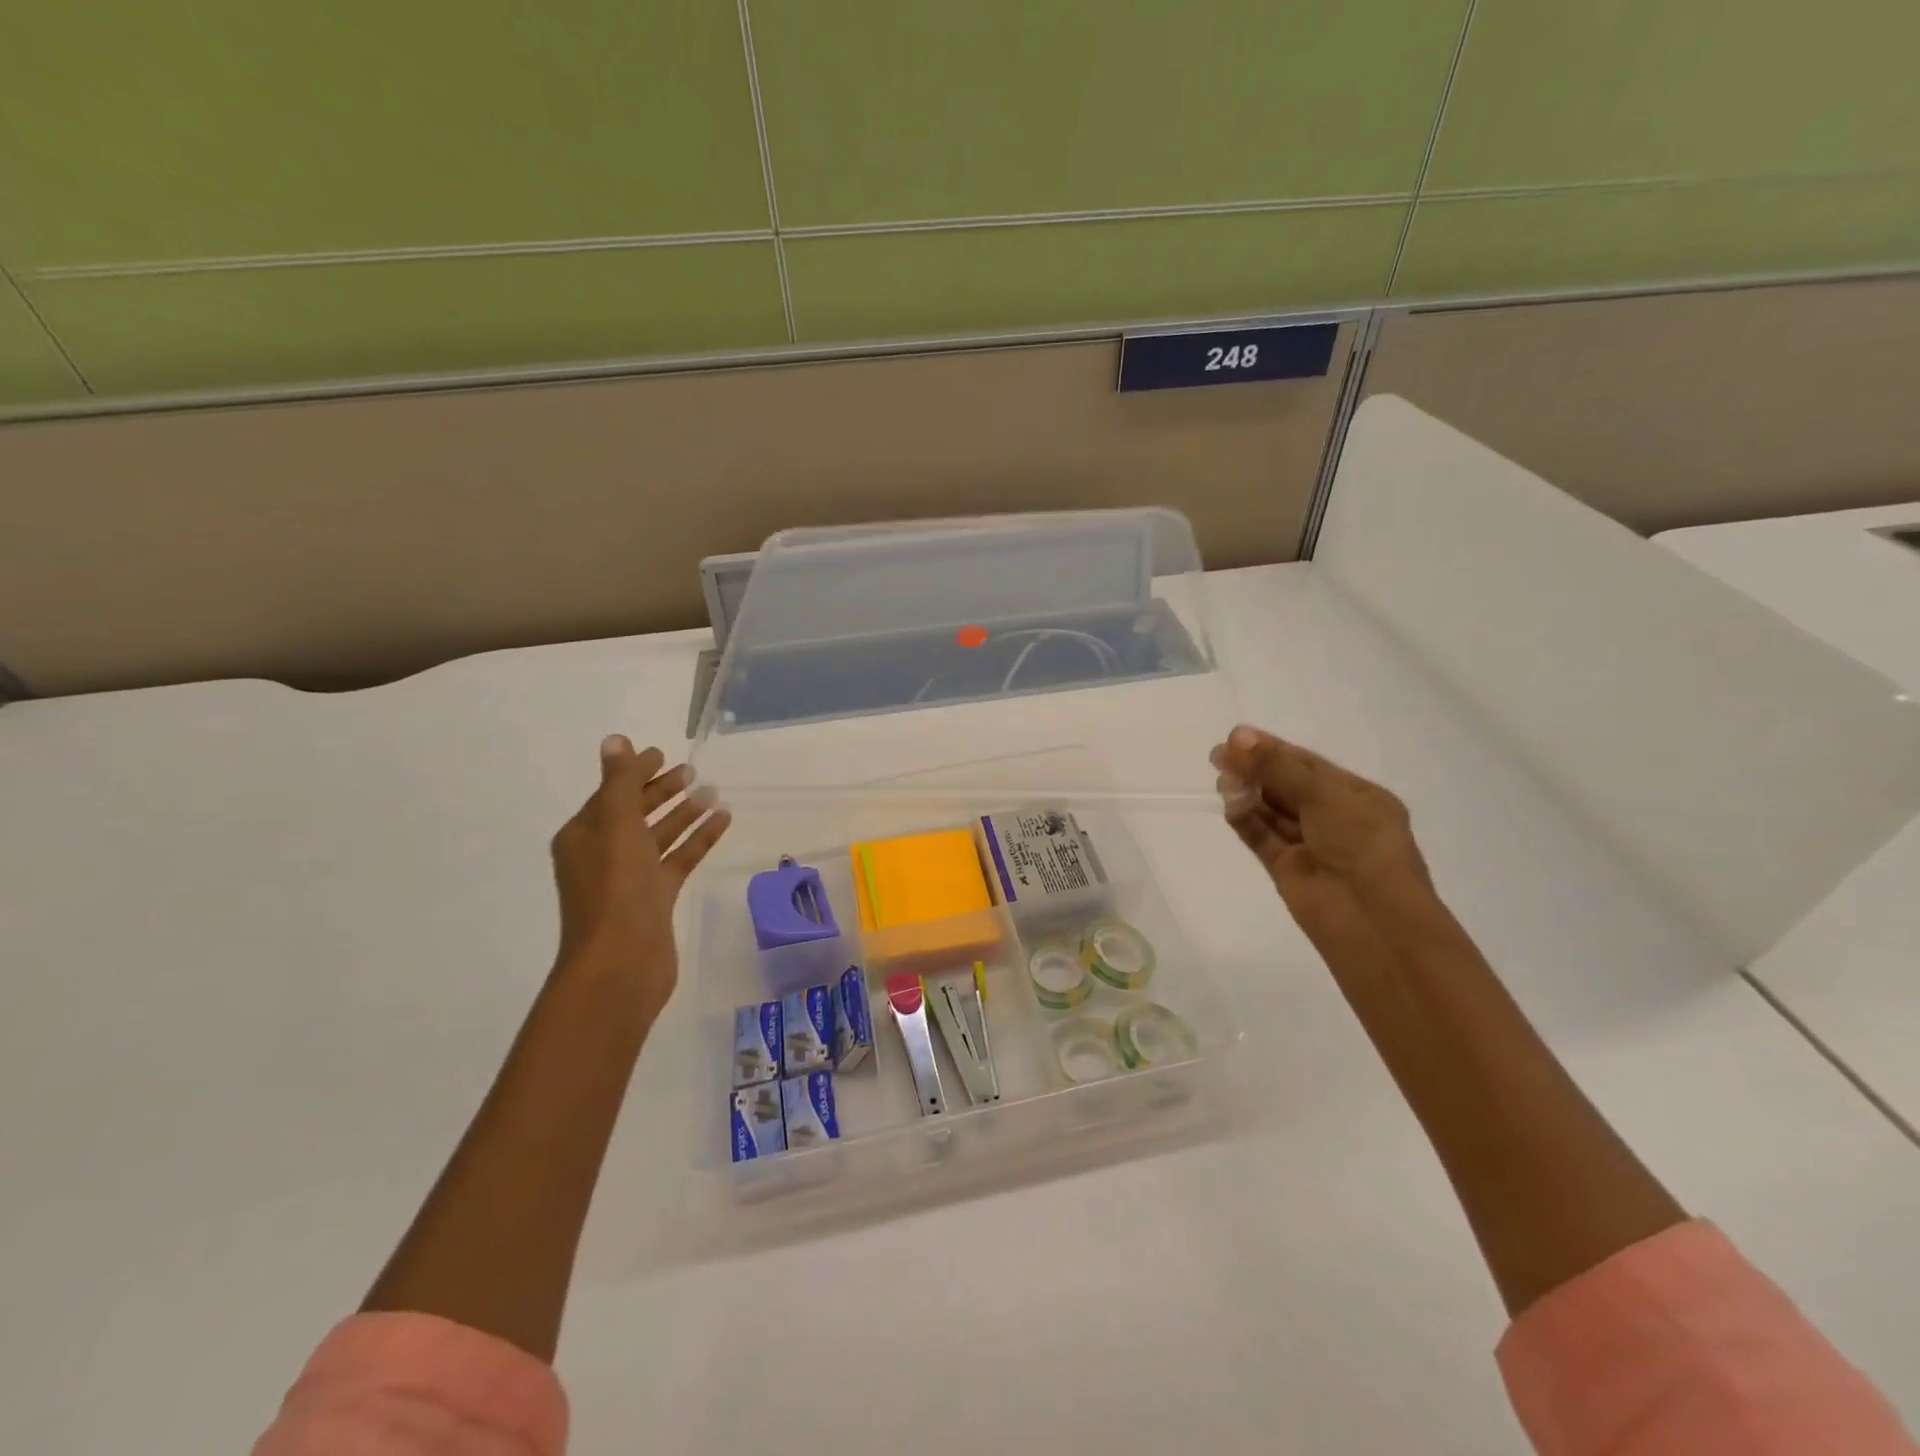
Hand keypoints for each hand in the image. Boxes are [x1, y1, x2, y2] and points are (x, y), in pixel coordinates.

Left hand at [549, 735, 730, 1017]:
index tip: (663, 754)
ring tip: (714, 792)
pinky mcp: (656, 899)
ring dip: (684, 813)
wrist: (622, 963)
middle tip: (692, 771)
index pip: (611, 793)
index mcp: (584, 835)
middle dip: (662, 790)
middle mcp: (604, 854)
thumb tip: (615, 740)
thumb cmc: (615, 889)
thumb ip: (619, 782)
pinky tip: (723, 821)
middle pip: (636, 812)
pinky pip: (678, 859)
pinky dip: (698, 839)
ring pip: (660, 836)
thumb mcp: (616, 826)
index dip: (635, 772)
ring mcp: (631, 878)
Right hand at [1211, 724, 1430, 947]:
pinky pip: (1261, 837)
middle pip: (1285, 785)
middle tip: (1217, 757)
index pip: (1306, 764)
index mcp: (1356, 796)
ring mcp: (1309, 844)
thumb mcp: (1324, 795)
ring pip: (1271, 811)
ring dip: (1247, 793)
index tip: (1235, 736)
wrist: (1372, 921)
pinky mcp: (1287, 869)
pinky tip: (1229, 807)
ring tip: (1222, 781)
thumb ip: (1277, 767)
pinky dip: (1245, 821)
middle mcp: (1333, 817)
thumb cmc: (1361, 845)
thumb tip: (1236, 736)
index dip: (1271, 748)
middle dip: (1254, 769)